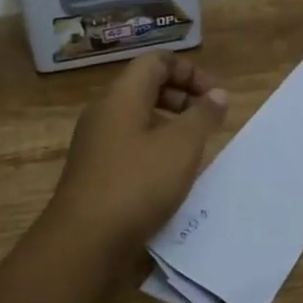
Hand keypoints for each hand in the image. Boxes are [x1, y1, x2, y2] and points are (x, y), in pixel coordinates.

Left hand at [46, 53, 229, 255]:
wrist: (85, 241)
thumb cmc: (137, 184)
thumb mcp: (181, 146)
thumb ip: (203, 115)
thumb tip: (217, 95)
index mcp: (121, 96)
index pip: (156, 61)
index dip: (190, 71)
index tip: (214, 97)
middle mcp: (104, 113)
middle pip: (146, 87)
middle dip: (183, 97)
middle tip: (209, 121)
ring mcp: (96, 143)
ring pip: (138, 119)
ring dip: (171, 126)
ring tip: (196, 149)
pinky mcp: (96, 172)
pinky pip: (130, 145)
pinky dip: (155, 149)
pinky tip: (172, 176)